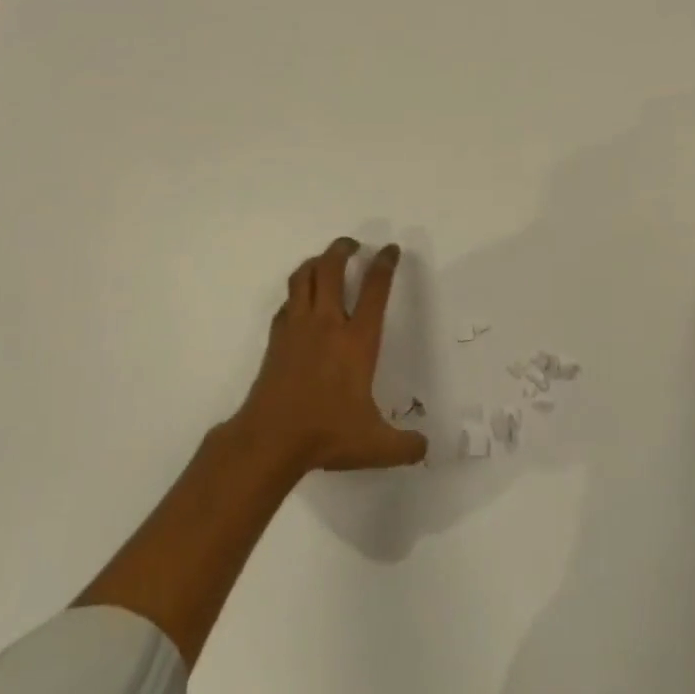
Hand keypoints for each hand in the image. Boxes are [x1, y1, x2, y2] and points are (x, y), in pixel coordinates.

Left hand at [232, 238, 428, 475]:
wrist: (270, 440)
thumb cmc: (326, 434)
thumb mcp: (375, 446)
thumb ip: (405, 446)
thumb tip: (425, 448)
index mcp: (357, 341)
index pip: (375, 289)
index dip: (384, 264)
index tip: (389, 250)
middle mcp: (327, 324)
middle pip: (332, 269)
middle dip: (343, 249)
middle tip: (353, 244)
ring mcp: (298, 328)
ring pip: (304, 278)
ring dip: (316, 262)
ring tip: (326, 260)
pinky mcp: (277, 339)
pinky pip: (287, 303)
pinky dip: (297, 293)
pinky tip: (302, 301)